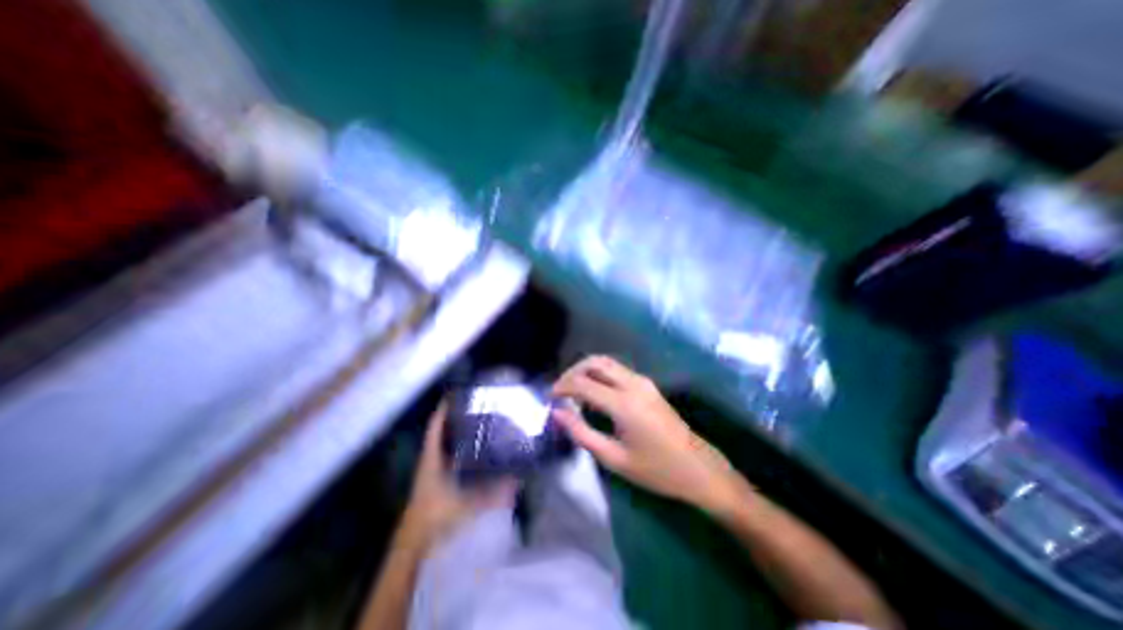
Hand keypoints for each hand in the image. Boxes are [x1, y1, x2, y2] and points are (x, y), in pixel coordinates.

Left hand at [398, 406, 513, 548]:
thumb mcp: (467, 504)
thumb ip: (493, 495)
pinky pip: (447, 456)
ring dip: (457, 432)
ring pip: (444, 443)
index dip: (445, 407)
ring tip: (479, 422)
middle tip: (478, 407)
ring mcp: (431, 469)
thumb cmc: (435, 518)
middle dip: (457, 416)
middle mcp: (430, 459)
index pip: (436, 424)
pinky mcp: (434, 479)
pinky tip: (474, 449)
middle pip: (441, 430)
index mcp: (432, 457)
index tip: (460, 394)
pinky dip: (458, 448)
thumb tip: (516, 482)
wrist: (413, 545)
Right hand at [554, 358, 753, 514]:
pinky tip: (593, 393)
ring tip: (572, 391)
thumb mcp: (614, 458)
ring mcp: (642, 381)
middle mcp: (633, 384)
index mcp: (624, 403)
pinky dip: (599, 374)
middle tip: (560, 390)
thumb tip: (557, 413)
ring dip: (585, 370)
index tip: (550, 397)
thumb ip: (582, 433)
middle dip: (572, 371)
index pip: (583, 383)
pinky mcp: (647, 384)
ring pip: (606, 362)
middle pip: (594, 362)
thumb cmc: (656, 469)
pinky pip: (616, 370)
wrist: (697, 467)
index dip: (562, 386)